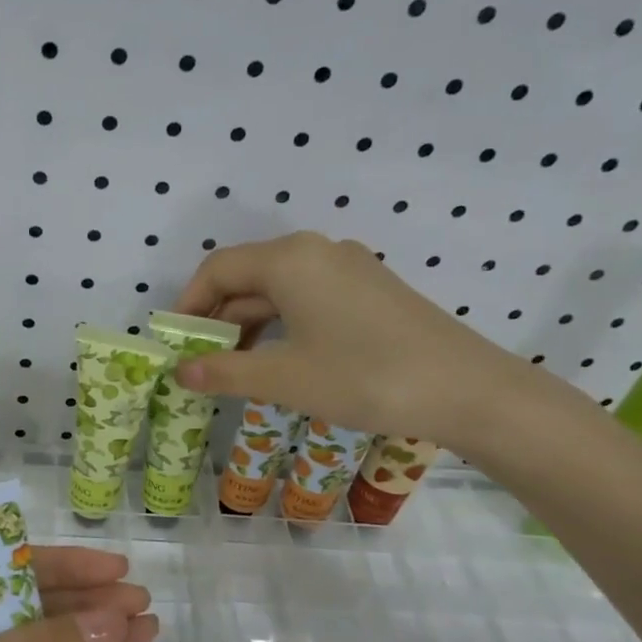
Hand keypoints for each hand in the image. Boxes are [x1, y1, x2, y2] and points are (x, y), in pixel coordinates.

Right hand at [172, 232, 533, 452]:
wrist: (467, 390)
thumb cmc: (365, 377)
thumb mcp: (285, 378)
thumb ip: (225, 371)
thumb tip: (180, 372)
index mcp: (290, 259)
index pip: (218, 269)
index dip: (188, 305)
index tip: (174, 344)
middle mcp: (317, 251)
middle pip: (248, 277)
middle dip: (217, 319)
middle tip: (199, 364)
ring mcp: (349, 269)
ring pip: (278, 290)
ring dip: (249, 326)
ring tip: (232, 369)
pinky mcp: (370, 291)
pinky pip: (308, 299)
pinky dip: (282, 327)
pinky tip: (278, 362)